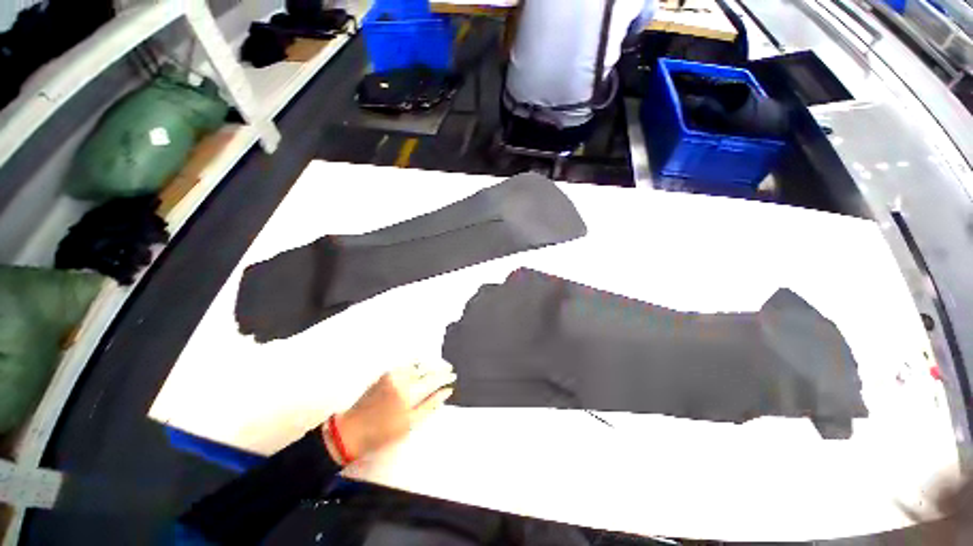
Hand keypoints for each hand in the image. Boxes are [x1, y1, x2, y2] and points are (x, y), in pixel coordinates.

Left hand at [322, 362, 455, 463]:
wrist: (353, 430)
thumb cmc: (383, 432)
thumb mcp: (411, 423)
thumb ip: (431, 404)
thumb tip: (447, 391)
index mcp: (409, 392)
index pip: (434, 378)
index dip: (445, 376)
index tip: (453, 376)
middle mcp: (402, 378)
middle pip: (427, 367)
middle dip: (439, 367)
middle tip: (448, 370)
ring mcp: (392, 374)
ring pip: (417, 364)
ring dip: (428, 364)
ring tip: (437, 368)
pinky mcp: (385, 374)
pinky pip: (406, 365)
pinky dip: (416, 365)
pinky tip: (420, 369)